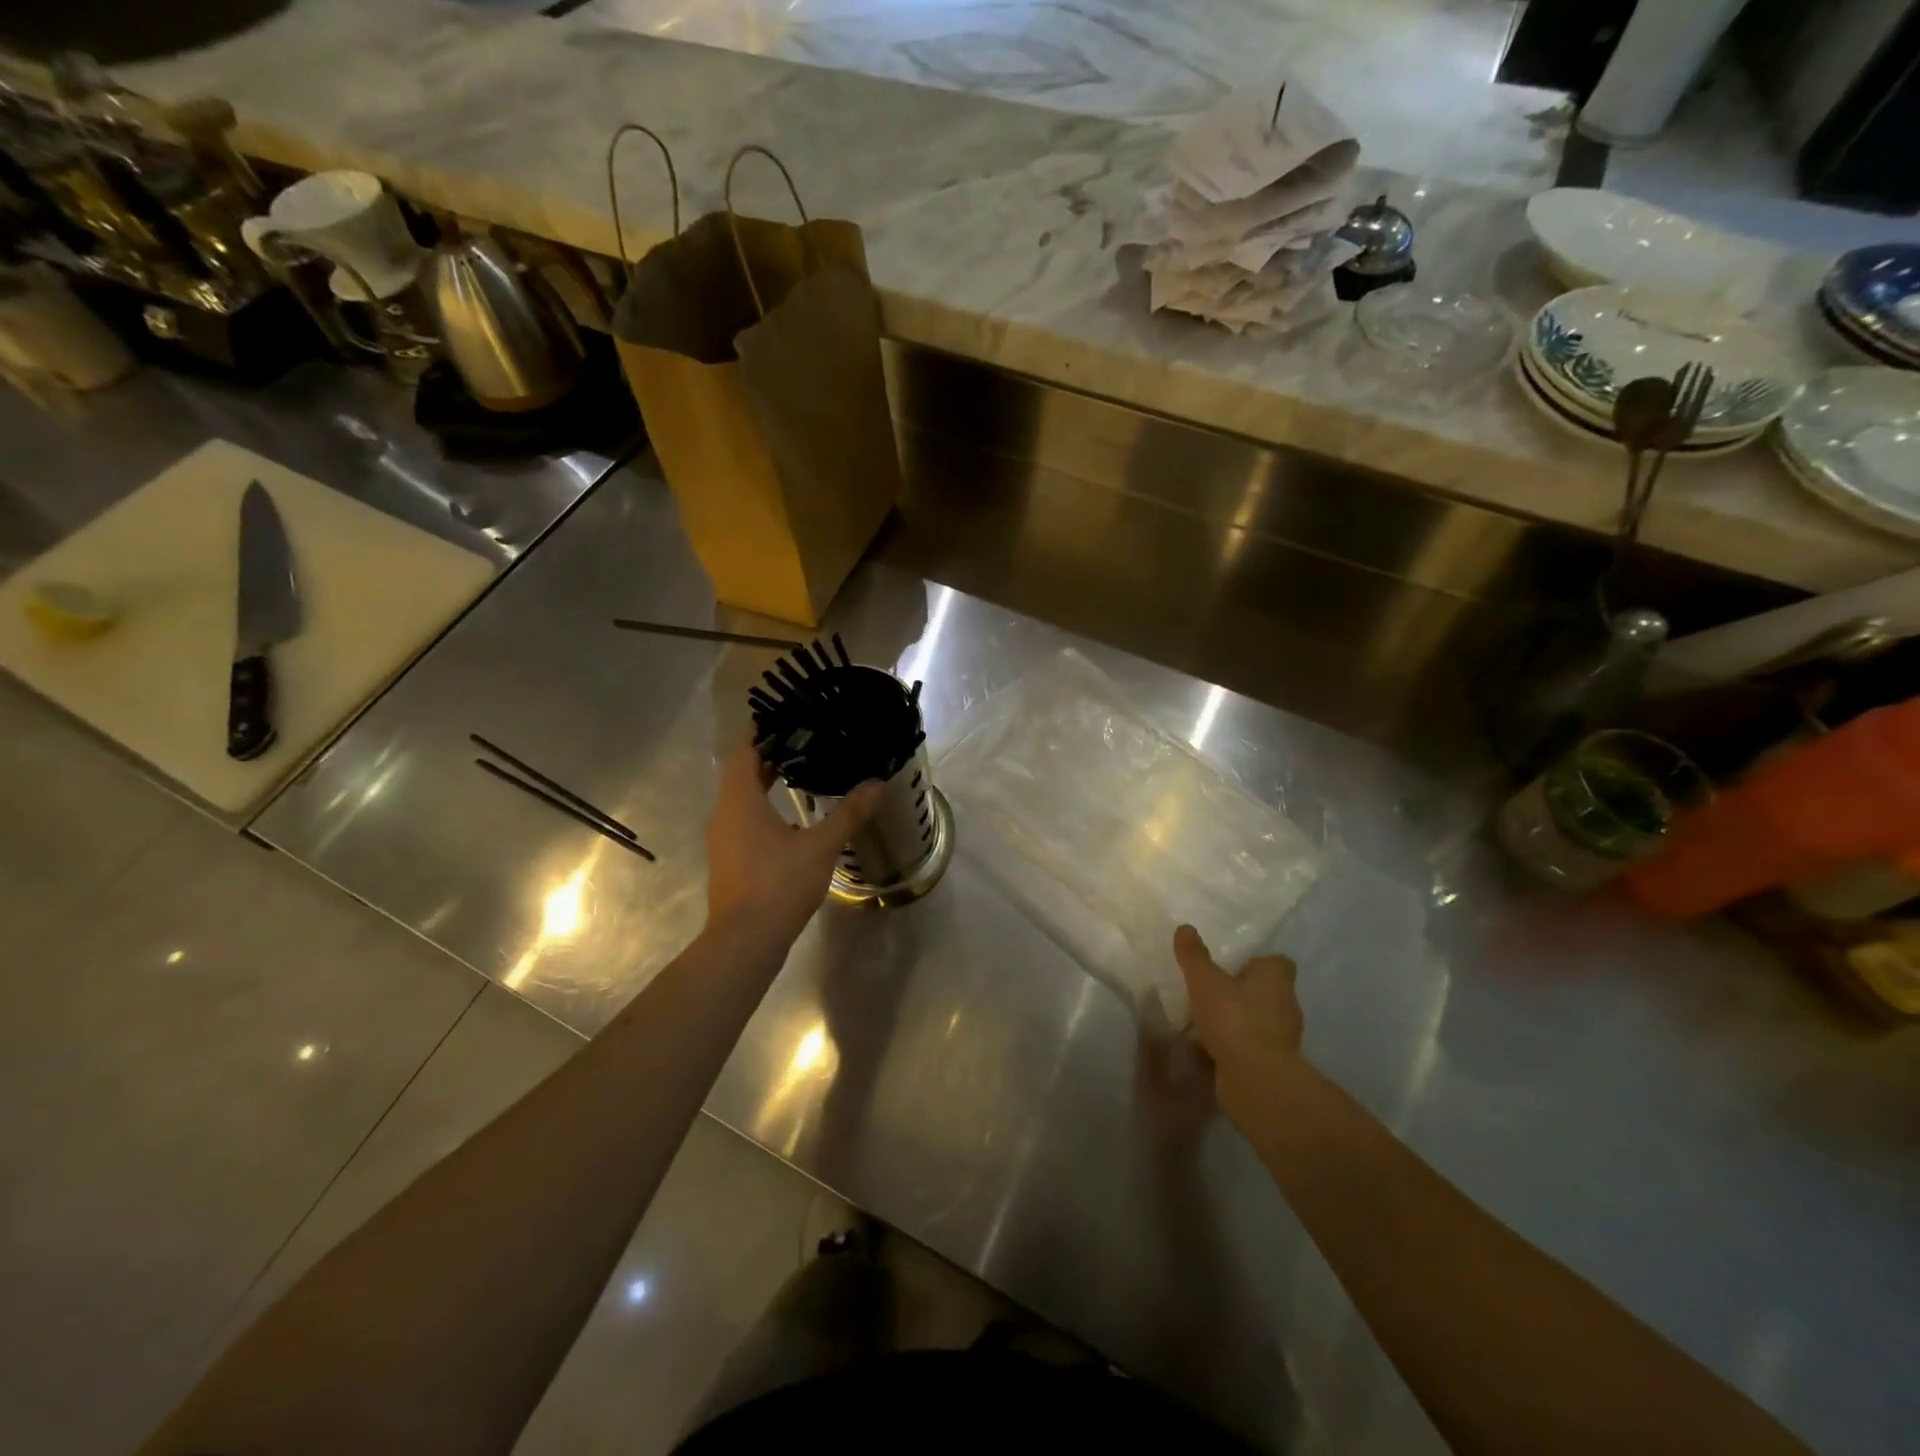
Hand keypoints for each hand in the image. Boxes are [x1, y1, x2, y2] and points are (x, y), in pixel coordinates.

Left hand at [705, 741, 881, 949]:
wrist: (745, 942)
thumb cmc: (778, 884)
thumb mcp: (820, 847)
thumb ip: (848, 813)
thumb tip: (876, 784)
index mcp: (739, 801)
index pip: (744, 751)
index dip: (763, 733)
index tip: (788, 719)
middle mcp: (725, 815)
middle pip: (743, 774)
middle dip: (771, 757)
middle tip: (806, 743)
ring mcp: (724, 840)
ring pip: (743, 800)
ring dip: (767, 785)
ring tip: (803, 775)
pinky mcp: (731, 862)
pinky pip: (745, 822)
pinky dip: (766, 811)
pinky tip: (794, 821)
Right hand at [1173, 924, 1307, 1126]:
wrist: (1257, 1082)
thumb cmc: (1234, 1020)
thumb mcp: (1205, 981)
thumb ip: (1194, 956)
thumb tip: (1185, 928)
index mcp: (1276, 978)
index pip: (1277, 962)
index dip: (1257, 962)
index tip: (1232, 965)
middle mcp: (1286, 1004)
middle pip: (1267, 990)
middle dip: (1243, 990)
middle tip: (1212, 990)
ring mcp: (1283, 1037)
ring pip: (1259, 1019)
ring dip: (1238, 1019)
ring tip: (1206, 1020)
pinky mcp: (1274, 1063)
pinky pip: (1252, 1045)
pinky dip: (1236, 1045)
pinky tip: (1211, 1047)